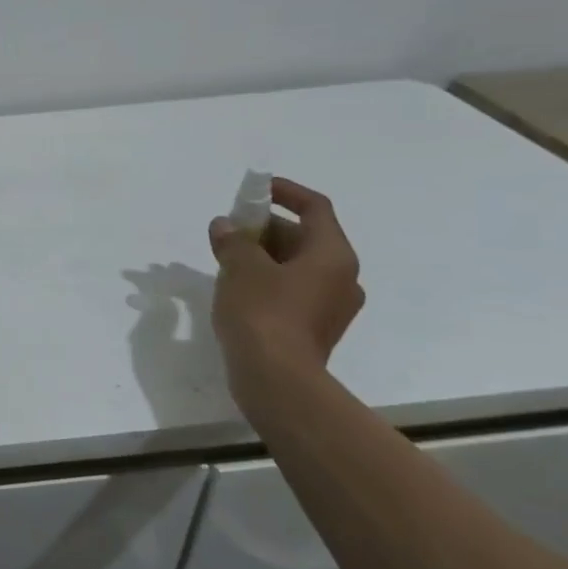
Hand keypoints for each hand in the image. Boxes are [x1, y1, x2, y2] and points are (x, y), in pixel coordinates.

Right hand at [208, 178, 364, 402]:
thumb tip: (225, 226)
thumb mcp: (241, 268)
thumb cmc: (264, 313)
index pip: (315, 208)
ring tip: (226, 257)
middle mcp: (342, 277)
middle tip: (229, 228)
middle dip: (266, 228)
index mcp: (333, 255)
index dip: (286, 192)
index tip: (256, 189)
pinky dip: (268, 280)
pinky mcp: (314, 329)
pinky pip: (293, 291)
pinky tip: (238, 287)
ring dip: (264, 255)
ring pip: (297, 266)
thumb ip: (233, 241)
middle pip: (305, 238)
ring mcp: (331, 306)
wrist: (277, 379)